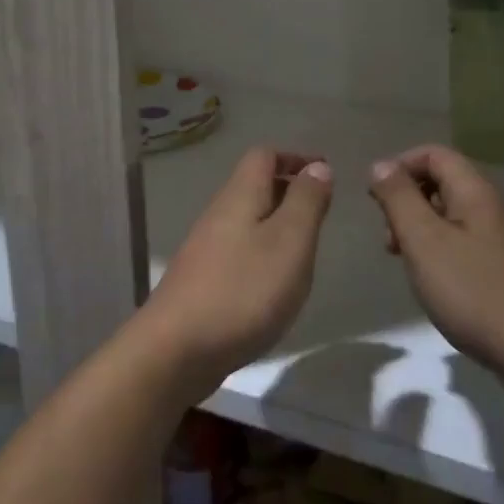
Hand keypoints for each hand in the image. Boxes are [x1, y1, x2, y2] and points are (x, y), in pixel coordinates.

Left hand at [136, 146, 331, 396]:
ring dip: (277, 224)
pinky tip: (276, 283)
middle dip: (289, 190)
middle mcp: (218, 214)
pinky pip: (239, 250)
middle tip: (322, 213)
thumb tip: (317, 166)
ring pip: (246, 220)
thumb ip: (305, 202)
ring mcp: (206, 248)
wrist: (177, 348)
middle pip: (253, 186)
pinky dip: (263, 253)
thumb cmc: (243, 290)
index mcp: (239, 197)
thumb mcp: (289, 242)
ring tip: (306, 249)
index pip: (263, 156)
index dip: (294, 157)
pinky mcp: (203, 280)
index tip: (325, 174)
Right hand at [368, 145, 503, 383]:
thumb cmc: (476, 293)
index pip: (435, 154)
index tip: (376, 200)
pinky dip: (444, 252)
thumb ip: (399, 198)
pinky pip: (470, 244)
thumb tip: (381, 165)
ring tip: (408, 265)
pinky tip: (439, 285)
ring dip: (423, 230)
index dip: (400, 167)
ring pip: (455, 217)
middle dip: (408, 202)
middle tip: (390, 240)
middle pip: (445, 183)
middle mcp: (498, 208)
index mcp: (478, 193)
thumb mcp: (424, 241)